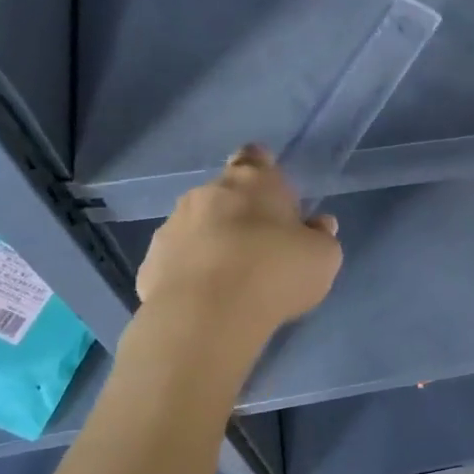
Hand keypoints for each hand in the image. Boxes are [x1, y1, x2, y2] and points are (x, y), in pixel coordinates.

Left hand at [130, 145, 341, 351]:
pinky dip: (190, 272)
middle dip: (239, 212)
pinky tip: (206, 298)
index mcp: (254, 182)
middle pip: (224, 193)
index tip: (271, 189)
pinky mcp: (150, 262)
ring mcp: (173, 226)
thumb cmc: (275, 273)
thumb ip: (321, 236)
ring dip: (212, 242)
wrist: (206, 315)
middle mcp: (208, 194)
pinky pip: (177, 260)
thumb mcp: (322, 258)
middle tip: (260, 245)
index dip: (262, 168)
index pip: (255, 158)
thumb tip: (317, 225)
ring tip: (232, 278)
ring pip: (197, 226)